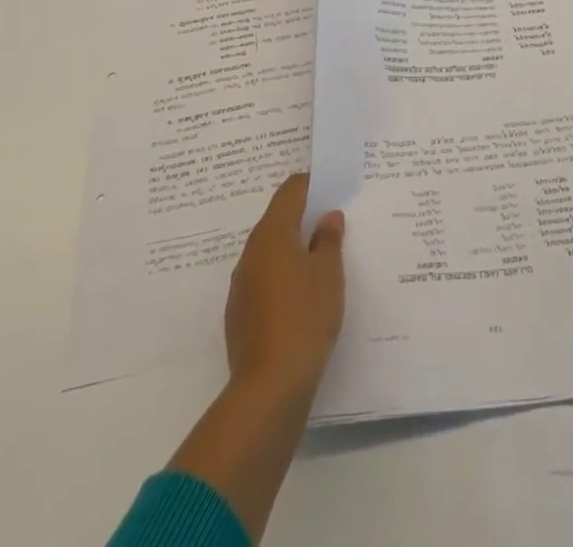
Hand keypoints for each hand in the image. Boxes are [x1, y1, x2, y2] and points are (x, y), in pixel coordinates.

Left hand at [224, 174, 346, 396]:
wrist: (269, 387)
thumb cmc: (305, 317)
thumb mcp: (329, 274)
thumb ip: (329, 240)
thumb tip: (327, 217)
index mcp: (272, 233)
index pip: (290, 191)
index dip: (312, 184)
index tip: (333, 187)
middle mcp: (251, 252)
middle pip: (278, 220)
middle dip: (304, 218)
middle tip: (333, 224)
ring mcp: (241, 285)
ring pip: (270, 252)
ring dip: (293, 250)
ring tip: (322, 262)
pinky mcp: (240, 315)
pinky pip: (264, 281)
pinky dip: (283, 278)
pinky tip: (303, 299)